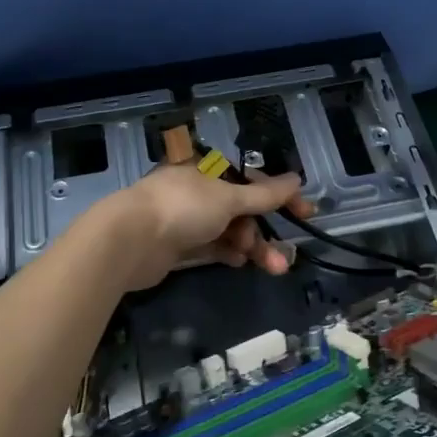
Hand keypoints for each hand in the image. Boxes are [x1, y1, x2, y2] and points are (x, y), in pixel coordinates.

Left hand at [91, 163, 307, 292]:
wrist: (130, 241)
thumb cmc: (183, 208)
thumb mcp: (229, 198)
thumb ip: (264, 194)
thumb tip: (296, 179)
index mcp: (208, 168)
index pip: (253, 179)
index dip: (281, 196)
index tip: (306, 214)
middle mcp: (198, 190)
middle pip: (242, 209)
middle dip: (265, 232)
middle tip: (284, 257)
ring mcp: (186, 218)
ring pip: (229, 231)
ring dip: (252, 247)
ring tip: (270, 268)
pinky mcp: (177, 244)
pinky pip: (212, 246)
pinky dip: (229, 253)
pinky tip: (240, 264)